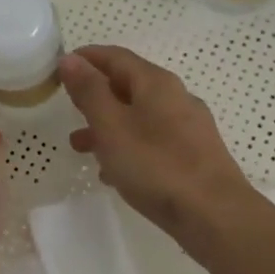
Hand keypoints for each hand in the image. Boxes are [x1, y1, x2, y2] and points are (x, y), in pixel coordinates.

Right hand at [59, 46, 256, 248]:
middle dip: (95, 94)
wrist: (216, 217)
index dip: (85, 58)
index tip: (58, 69)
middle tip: (67, 107)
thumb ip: (90, 91)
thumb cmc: (157, 166)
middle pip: (128, 84)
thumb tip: (70, 59)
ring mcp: (189, 127)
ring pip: (139, 115)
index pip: (115, 56)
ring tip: (79, 146)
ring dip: (107, 124)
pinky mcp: (195, 155)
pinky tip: (113, 172)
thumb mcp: (111, 126)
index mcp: (156, 82)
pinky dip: (128, 146)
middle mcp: (176, 97)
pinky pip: (153, 141)